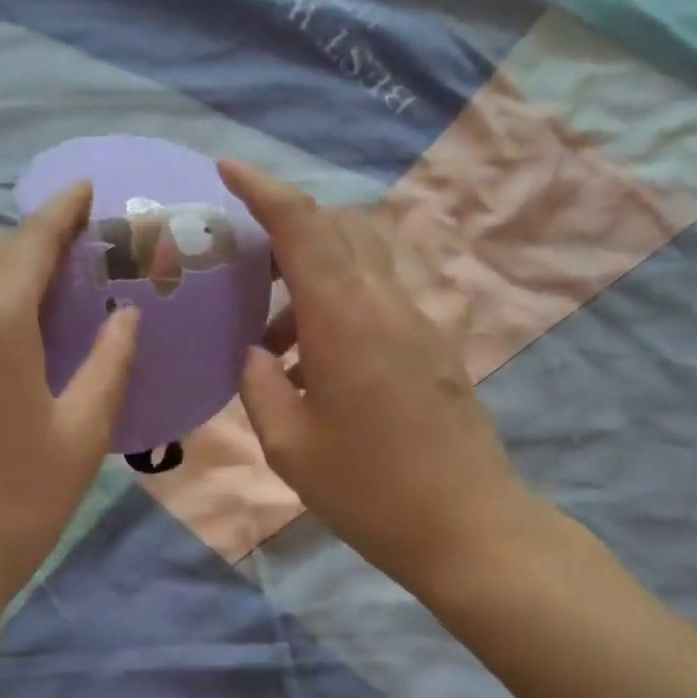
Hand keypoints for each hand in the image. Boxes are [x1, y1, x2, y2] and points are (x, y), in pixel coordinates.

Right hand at [220, 160, 545, 605]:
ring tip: (272, 343)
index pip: (303, 226)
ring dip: (310, 279)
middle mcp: (387, 305)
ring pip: (360, 263)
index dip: (263, 188)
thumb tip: (256, 354)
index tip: (227, 168)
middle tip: (245, 266)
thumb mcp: (289, 445)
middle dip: (287, 229)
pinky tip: (314, 369)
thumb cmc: (369, 491)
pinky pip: (376, 300)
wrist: (469, 529)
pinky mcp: (432, 348)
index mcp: (346, 320)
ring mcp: (417, 324)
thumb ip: (260, 386)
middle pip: (339, 228)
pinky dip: (336, 308)